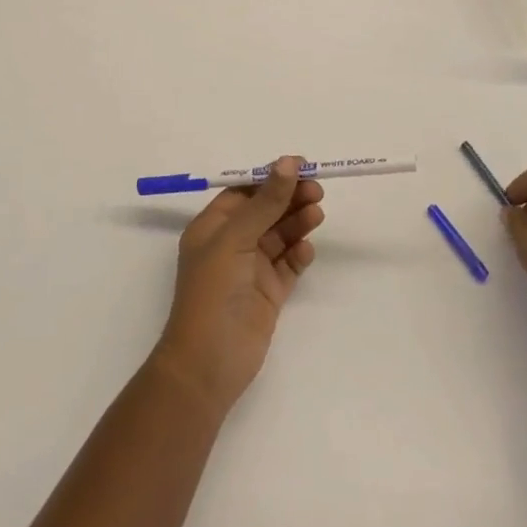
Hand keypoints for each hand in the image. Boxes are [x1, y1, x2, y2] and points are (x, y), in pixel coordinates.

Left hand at [150, 156, 324, 419]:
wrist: (209, 364)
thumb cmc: (213, 292)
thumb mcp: (236, 239)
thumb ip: (265, 202)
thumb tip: (287, 162)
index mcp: (212, 227)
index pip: (244, 192)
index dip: (271, 178)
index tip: (301, 166)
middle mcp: (231, 244)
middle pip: (265, 211)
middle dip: (289, 199)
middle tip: (318, 191)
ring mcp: (250, 270)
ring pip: (279, 236)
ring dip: (297, 223)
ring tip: (317, 214)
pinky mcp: (268, 294)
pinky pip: (287, 266)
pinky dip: (298, 255)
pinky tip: (306, 250)